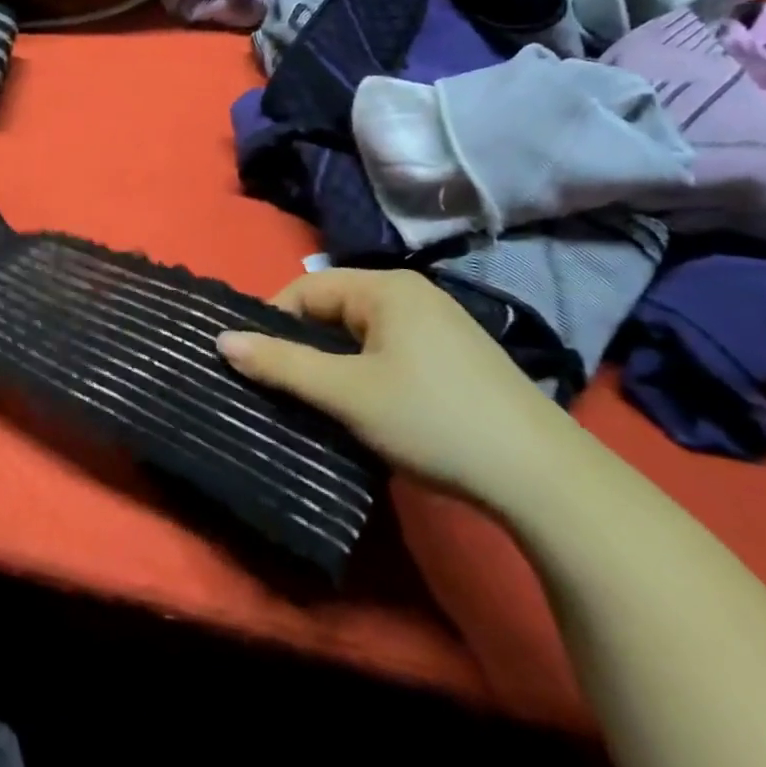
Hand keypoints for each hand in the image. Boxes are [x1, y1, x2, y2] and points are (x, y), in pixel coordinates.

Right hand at [217, 268, 579, 511]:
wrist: (544, 478)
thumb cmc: (432, 420)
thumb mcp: (346, 393)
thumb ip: (281, 364)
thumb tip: (221, 340)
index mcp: (386, 288)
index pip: (305, 289)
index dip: (272, 322)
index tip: (252, 363)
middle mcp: (412, 294)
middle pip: (333, 309)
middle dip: (302, 345)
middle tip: (279, 387)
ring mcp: (439, 324)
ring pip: (359, 333)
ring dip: (332, 363)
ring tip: (315, 401)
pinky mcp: (455, 356)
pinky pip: (387, 350)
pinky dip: (364, 372)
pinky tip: (364, 407)